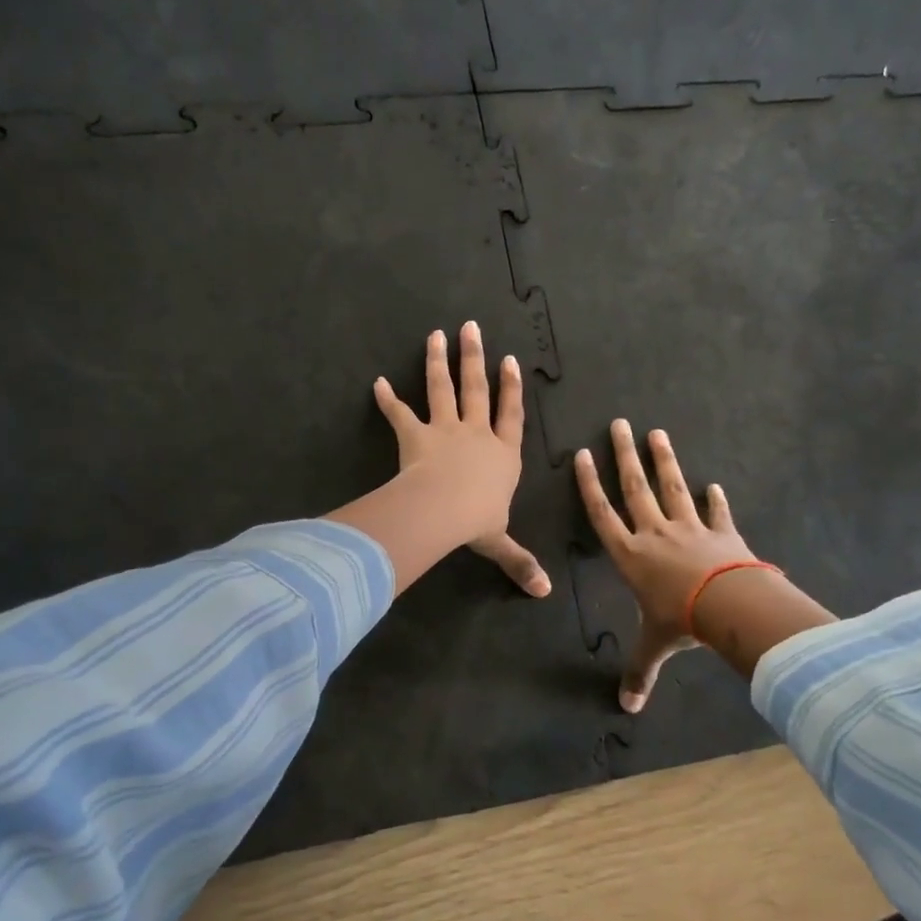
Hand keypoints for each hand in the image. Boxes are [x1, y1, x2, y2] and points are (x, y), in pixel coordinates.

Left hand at [368, 322, 550, 596]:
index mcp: (502, 455)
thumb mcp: (501, 542)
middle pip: (477, 389)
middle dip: (475, 358)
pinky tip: (376, 383)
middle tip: (471, 327)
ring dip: (438, 362)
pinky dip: (387, 400)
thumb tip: (544, 593)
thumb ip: (519, 562)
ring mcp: (445, 431)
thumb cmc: (478, 521)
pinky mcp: (415, 436)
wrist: (445, 510)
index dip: (512, 389)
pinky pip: (399, 415)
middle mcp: (476, 434)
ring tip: (435, 334)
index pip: (511, 415)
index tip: (511, 360)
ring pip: (442, 389)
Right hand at [576, 420, 753, 710]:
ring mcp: (690, 529)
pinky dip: (715, 499)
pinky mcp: (722, 533)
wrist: (729, 606)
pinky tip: (714, 484)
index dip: (591, 485)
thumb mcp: (655, 647)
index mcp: (631, 555)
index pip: (603, 513)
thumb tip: (627, 709)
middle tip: (620, 424)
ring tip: (657, 433)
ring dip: (665, 460)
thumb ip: (640, 673)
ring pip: (672, 488)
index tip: (584, 455)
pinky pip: (717, 513)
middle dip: (625, 456)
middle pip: (636, 488)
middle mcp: (655, 534)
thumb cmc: (681, 622)